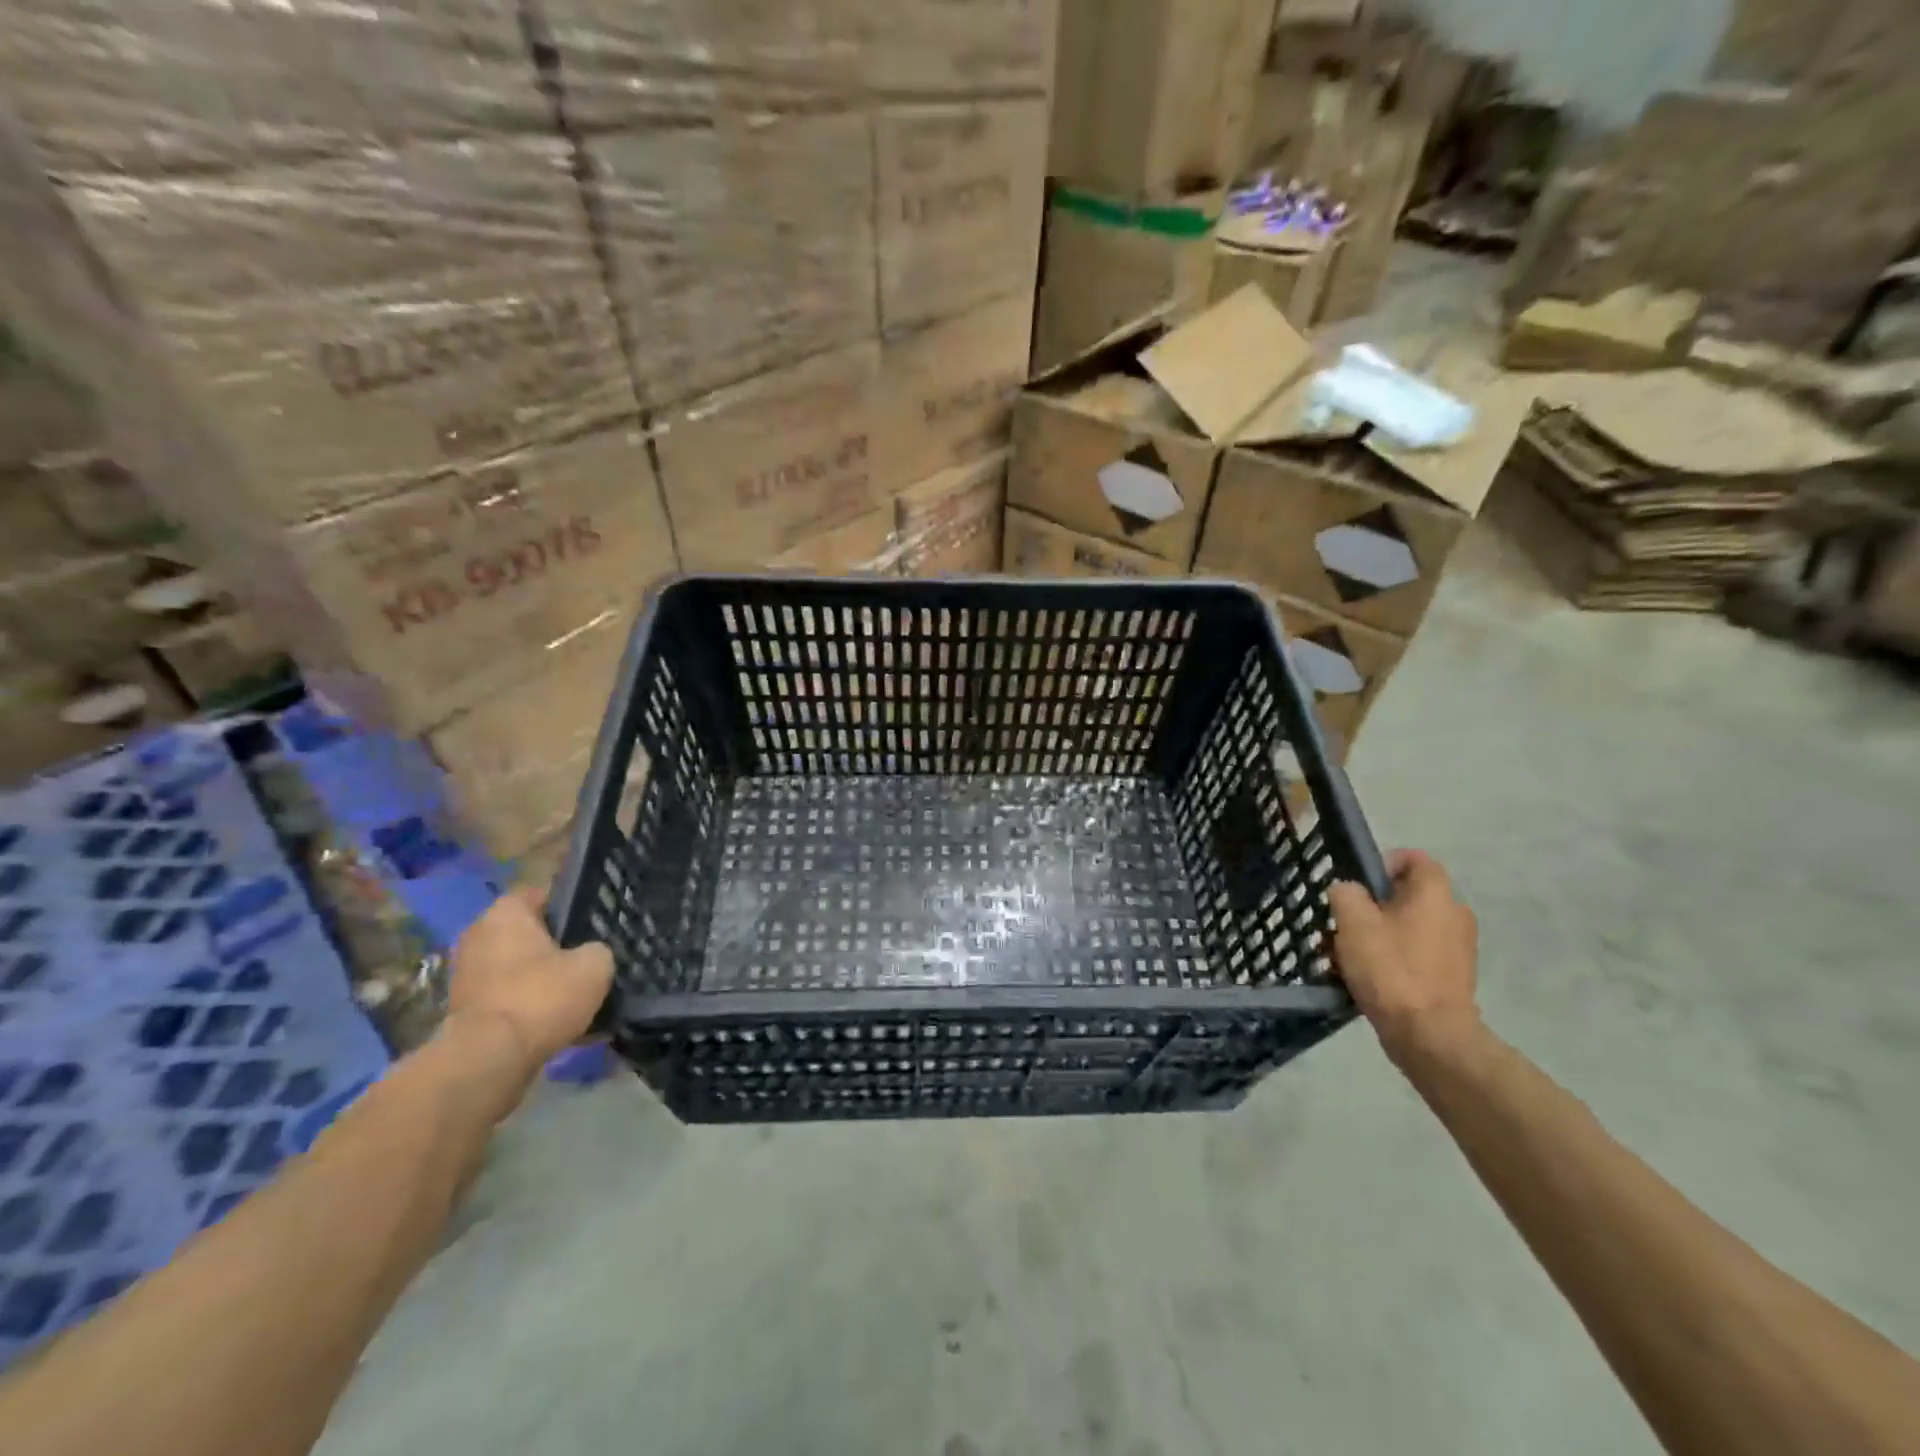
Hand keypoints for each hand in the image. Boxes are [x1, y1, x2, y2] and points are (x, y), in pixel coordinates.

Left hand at [440, 889, 614, 1114]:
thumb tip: (591, 954)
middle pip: (529, 934)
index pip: (542, 894)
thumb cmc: (542, 996)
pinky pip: (510, 999)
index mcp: (505, 913)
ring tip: (580, 996)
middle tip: (591, 958)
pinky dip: (531, 1008)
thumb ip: (597, 950)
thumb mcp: (595, 964)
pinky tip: (563, 1026)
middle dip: (558, 946)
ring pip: (519, 969)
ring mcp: (466, 976)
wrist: (489, 1060)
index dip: (571, 904)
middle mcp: (478, 936)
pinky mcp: (465, 1012)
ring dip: (544, 980)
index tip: (595, 921)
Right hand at [1328, 850, 1479, 1067]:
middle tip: (1344, 921)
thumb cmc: (1390, 968)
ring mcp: (1458, 948)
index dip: (1382, 863)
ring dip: (1378, 933)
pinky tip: (1367, 976)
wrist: (1429, 1035)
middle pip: (1407, 895)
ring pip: (1408, 925)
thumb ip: (1346, 894)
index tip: (1356, 885)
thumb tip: (1348, 891)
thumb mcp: (1353, 922)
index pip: (1414, 858)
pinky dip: (1392, 957)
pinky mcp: (1452, 977)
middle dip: (1372, 905)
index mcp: (1435, 894)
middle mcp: (1455, 914)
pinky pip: (1416, 953)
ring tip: (1347, 953)